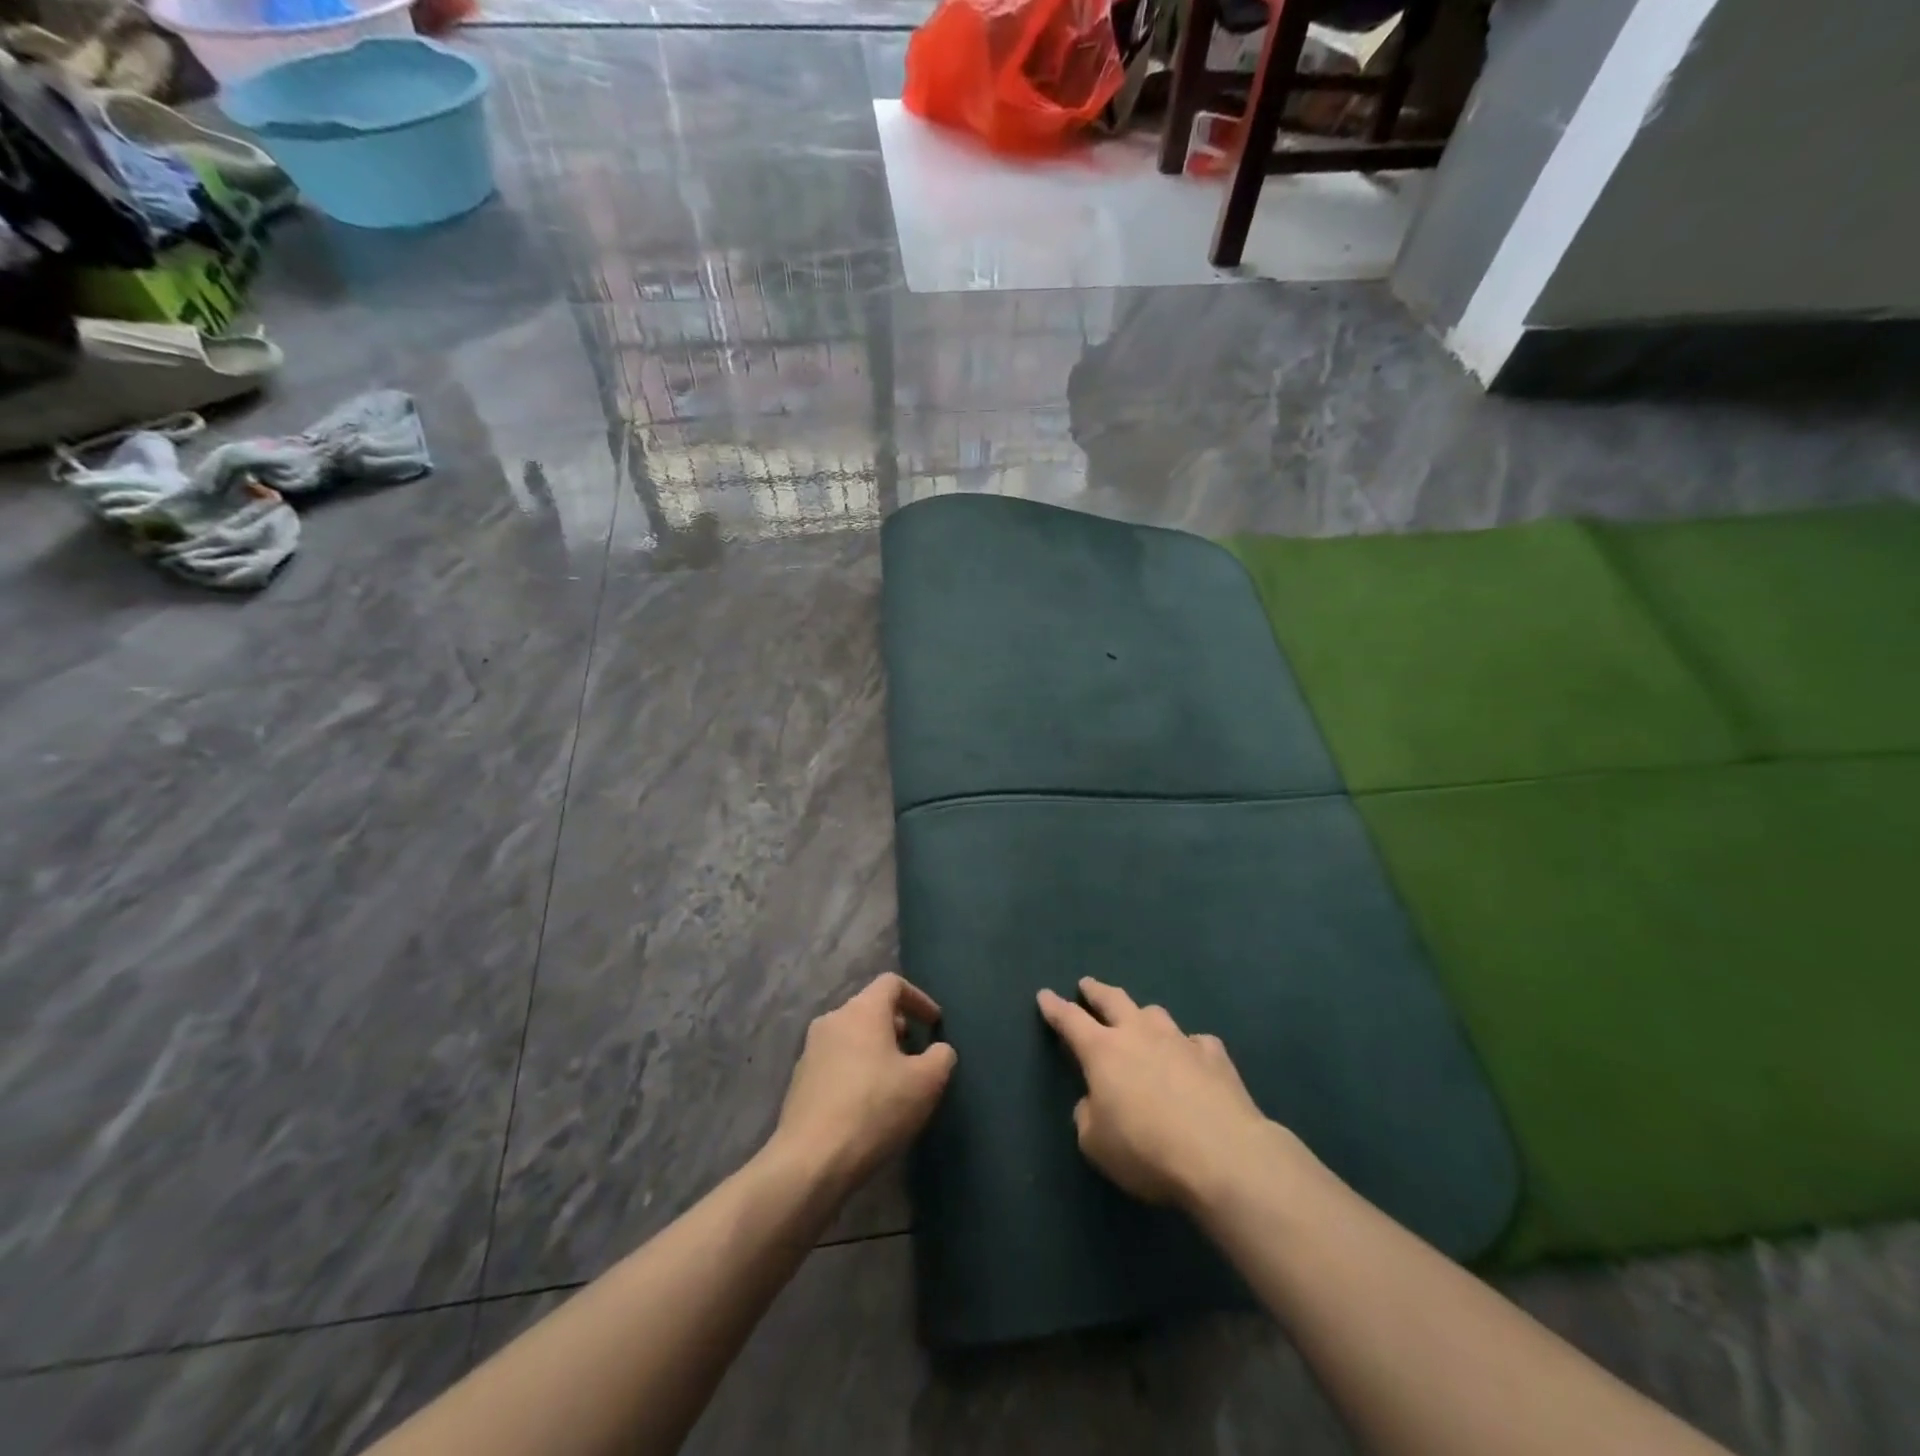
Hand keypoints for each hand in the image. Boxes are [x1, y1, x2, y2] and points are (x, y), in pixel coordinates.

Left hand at [772, 973, 956, 1191]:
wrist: (811, 1160)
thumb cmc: (874, 1110)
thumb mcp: (926, 1083)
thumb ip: (941, 1057)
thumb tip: (939, 1050)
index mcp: (862, 1011)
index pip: (892, 983)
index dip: (918, 998)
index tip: (934, 1023)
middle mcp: (832, 1019)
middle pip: (870, 1008)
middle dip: (896, 1025)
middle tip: (914, 1054)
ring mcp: (810, 1049)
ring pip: (851, 1035)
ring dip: (875, 1048)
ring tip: (892, 1080)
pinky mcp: (799, 1080)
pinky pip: (835, 1060)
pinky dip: (855, 1069)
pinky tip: (866, 1102)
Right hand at [1038, 977, 1290, 1208]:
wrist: (1222, 1154)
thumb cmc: (1146, 1149)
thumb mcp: (1096, 1144)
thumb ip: (1088, 1116)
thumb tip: (1095, 1102)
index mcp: (1103, 1051)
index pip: (1070, 1020)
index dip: (1055, 1007)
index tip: (1045, 994)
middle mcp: (1139, 1034)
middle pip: (1113, 1000)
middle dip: (1096, 991)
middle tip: (1087, 984)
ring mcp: (1180, 1040)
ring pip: (1155, 1014)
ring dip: (1143, 1015)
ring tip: (1141, 1019)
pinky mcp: (1215, 1056)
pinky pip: (1197, 1042)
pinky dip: (1189, 1046)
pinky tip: (1193, 1057)